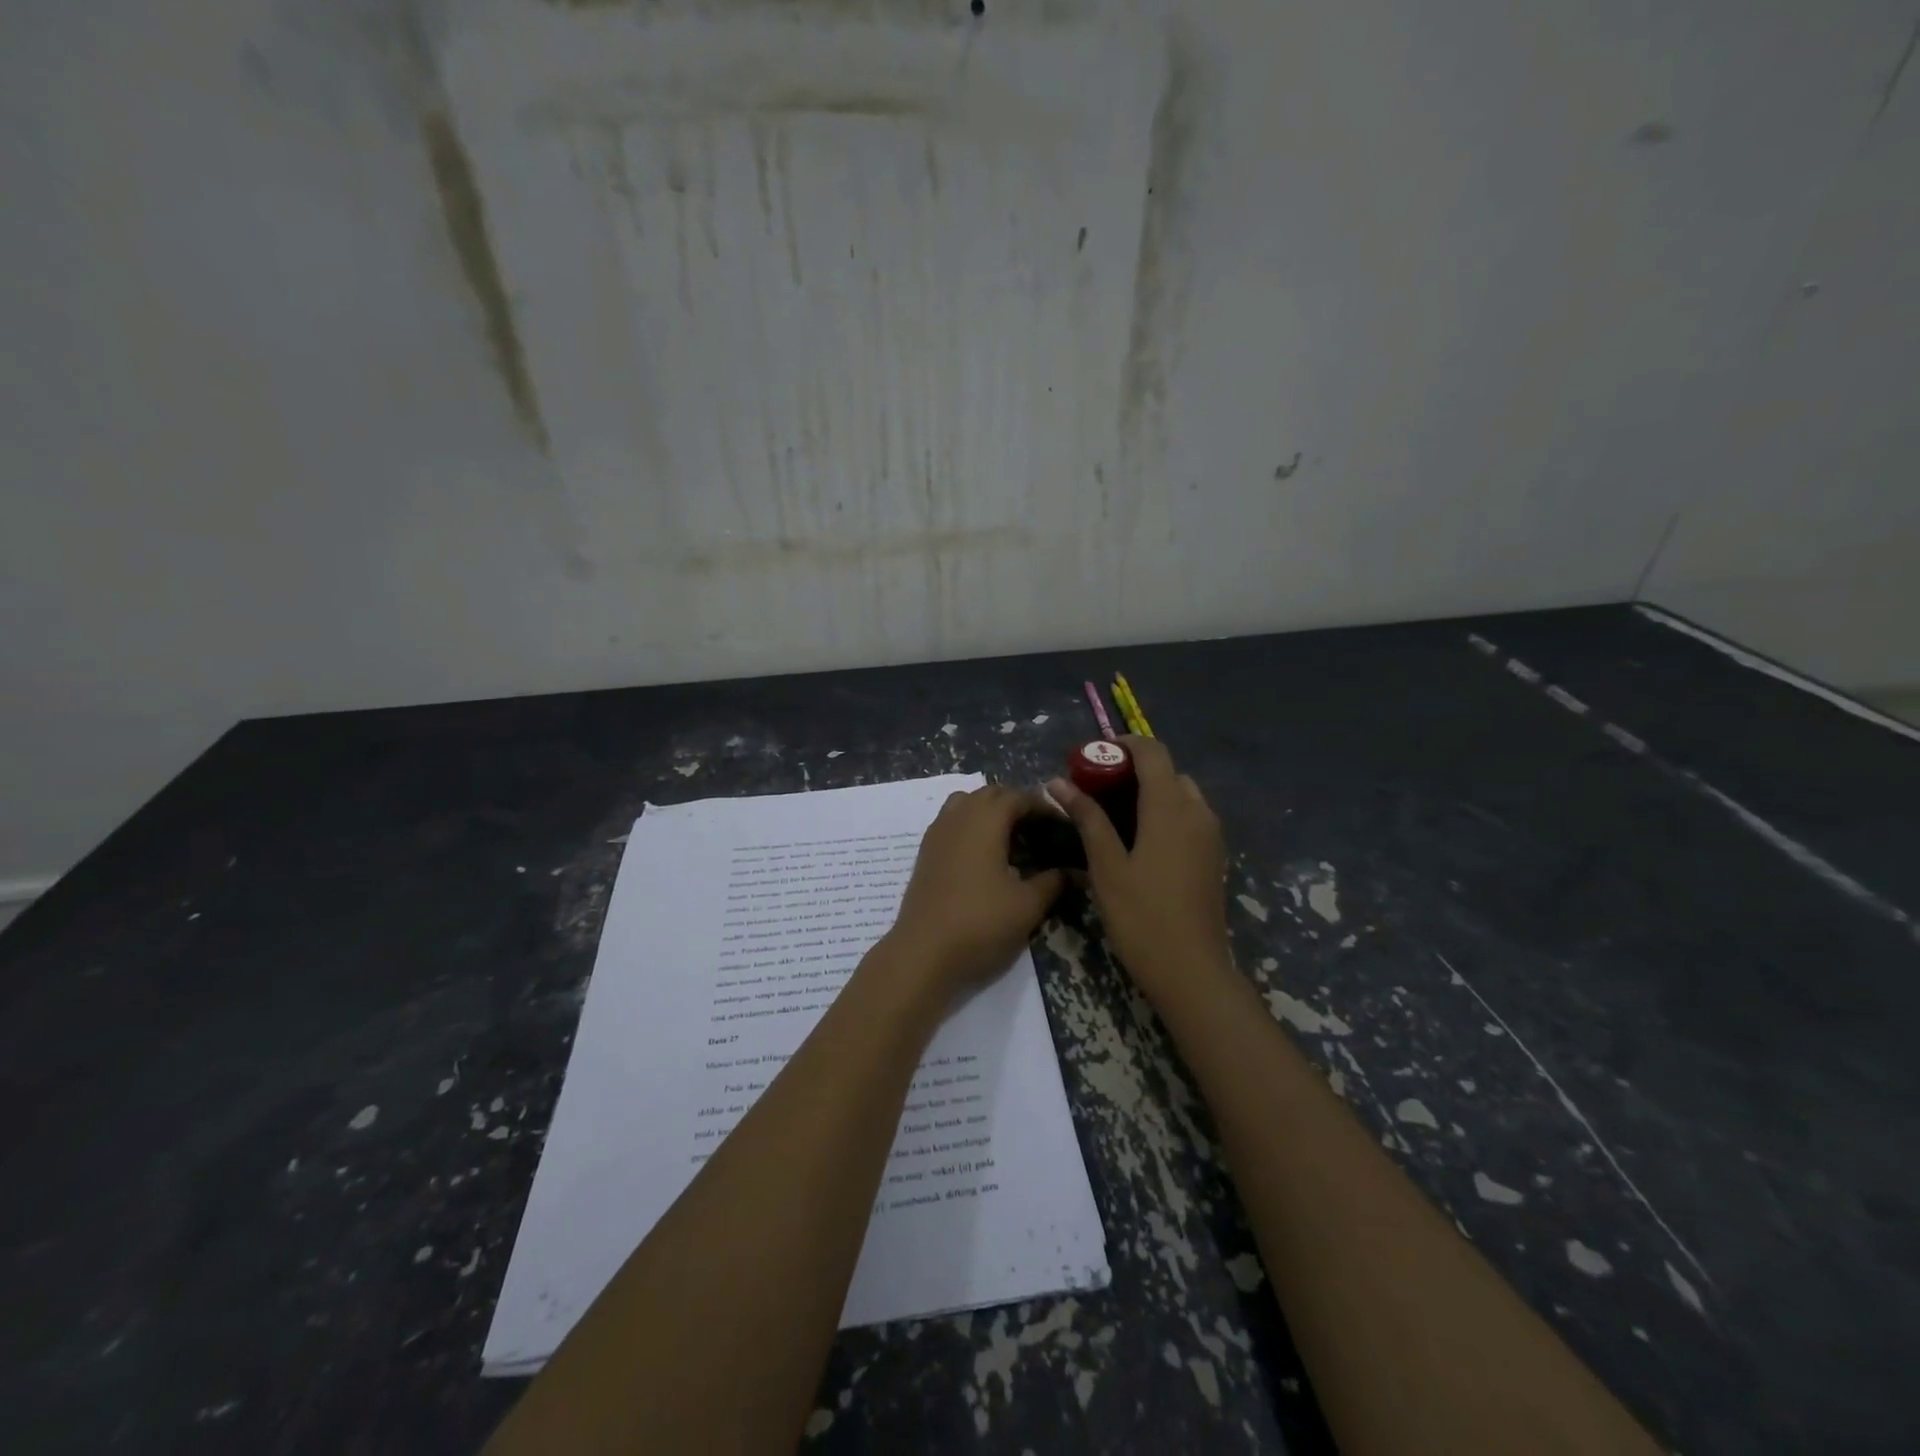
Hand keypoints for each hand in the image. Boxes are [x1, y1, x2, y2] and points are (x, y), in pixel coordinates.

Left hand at [885, 786, 1065, 996]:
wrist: (922, 952)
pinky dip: (971, 827)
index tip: (1062, 826)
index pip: (1018, 796)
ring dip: (989, 812)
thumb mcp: (1027, 905)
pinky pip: (951, 822)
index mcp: (985, 819)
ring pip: (966, 804)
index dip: (1043, 807)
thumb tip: (1075, 871)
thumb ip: (1054, 882)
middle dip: (1016, 805)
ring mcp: (936, 833)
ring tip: (1011, 839)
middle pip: (990, 794)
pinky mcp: (925, 852)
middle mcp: (958, 816)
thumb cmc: (980, 922)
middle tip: (1040, 831)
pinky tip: (984, 857)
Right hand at [1048, 736, 1231, 1004]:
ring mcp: (1210, 835)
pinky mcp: (1214, 856)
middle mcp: (1197, 812)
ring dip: (1150, 791)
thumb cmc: (1142, 917)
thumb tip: (1059, 782)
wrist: (1192, 971)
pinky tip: (1138, 838)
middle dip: (1132, 770)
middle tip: (1095, 787)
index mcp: (1171, 808)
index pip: (1153, 752)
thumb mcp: (1106, 866)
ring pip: (1181, 794)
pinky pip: (1189, 817)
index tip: (1091, 757)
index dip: (1122, 745)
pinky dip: (1164, 812)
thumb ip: (1087, 818)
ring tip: (1112, 812)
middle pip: (1167, 771)